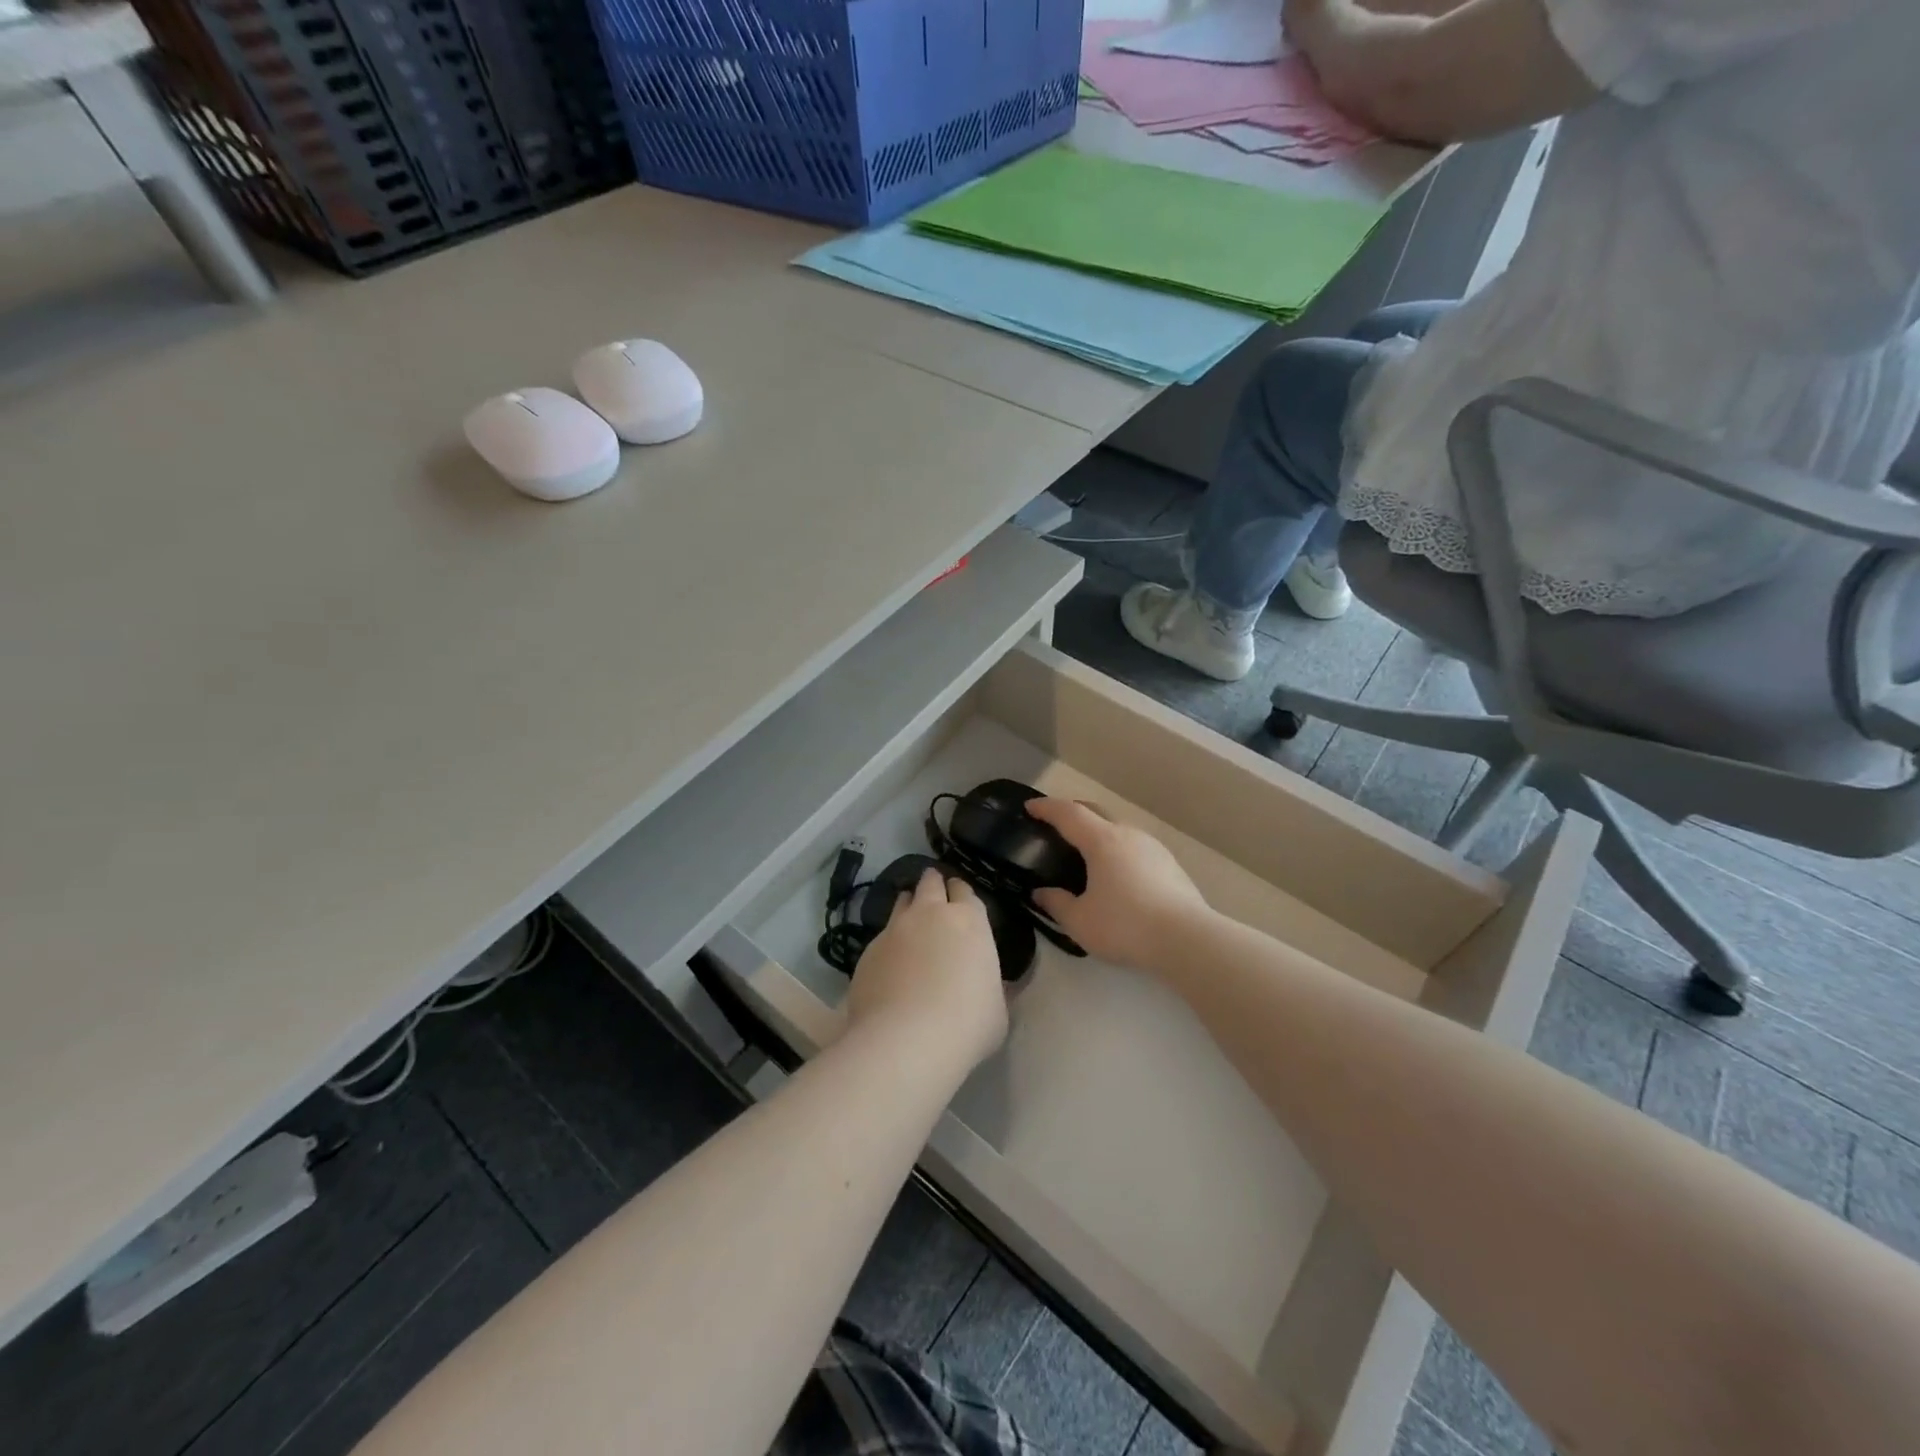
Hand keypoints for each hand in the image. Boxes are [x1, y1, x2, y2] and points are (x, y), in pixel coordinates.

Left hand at [846, 870, 1008, 1073]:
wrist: (906, 1040)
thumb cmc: (966, 1024)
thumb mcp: (997, 1008)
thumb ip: (992, 987)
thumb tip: (989, 985)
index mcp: (969, 921)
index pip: (965, 892)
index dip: (962, 895)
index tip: (960, 903)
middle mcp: (930, 914)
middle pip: (930, 883)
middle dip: (933, 884)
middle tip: (935, 895)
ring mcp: (895, 929)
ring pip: (902, 901)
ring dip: (908, 905)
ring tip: (911, 920)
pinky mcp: (868, 950)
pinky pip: (881, 936)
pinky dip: (888, 942)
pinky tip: (891, 963)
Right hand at [1026, 798, 1212, 972]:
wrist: (1187, 939)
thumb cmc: (1125, 926)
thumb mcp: (1080, 922)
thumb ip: (1056, 904)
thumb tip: (1041, 893)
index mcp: (1102, 841)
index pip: (1068, 813)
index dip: (1047, 808)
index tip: (1030, 807)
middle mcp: (1128, 835)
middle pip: (1096, 811)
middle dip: (1073, 812)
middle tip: (1056, 824)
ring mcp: (1153, 848)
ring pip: (1119, 828)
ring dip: (1098, 831)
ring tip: (1086, 851)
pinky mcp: (1171, 865)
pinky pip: (1135, 847)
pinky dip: (1118, 849)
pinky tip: (1117, 873)